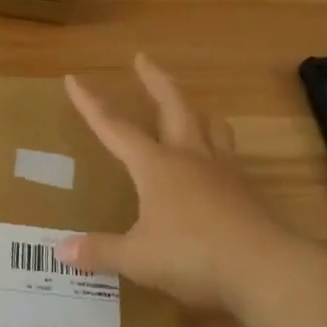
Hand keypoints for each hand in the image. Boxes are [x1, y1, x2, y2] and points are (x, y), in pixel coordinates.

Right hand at [59, 54, 326, 312]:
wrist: (265, 268)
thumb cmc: (192, 255)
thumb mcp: (138, 257)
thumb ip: (100, 251)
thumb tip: (61, 250)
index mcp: (155, 165)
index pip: (114, 127)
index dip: (91, 103)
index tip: (74, 78)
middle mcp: (189, 157)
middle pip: (173, 106)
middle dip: (155, 80)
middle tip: (143, 58)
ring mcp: (223, 171)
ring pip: (210, 127)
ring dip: (197, 111)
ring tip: (192, 108)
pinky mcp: (247, 191)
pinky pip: (230, 157)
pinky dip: (219, 149)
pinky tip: (217, 164)